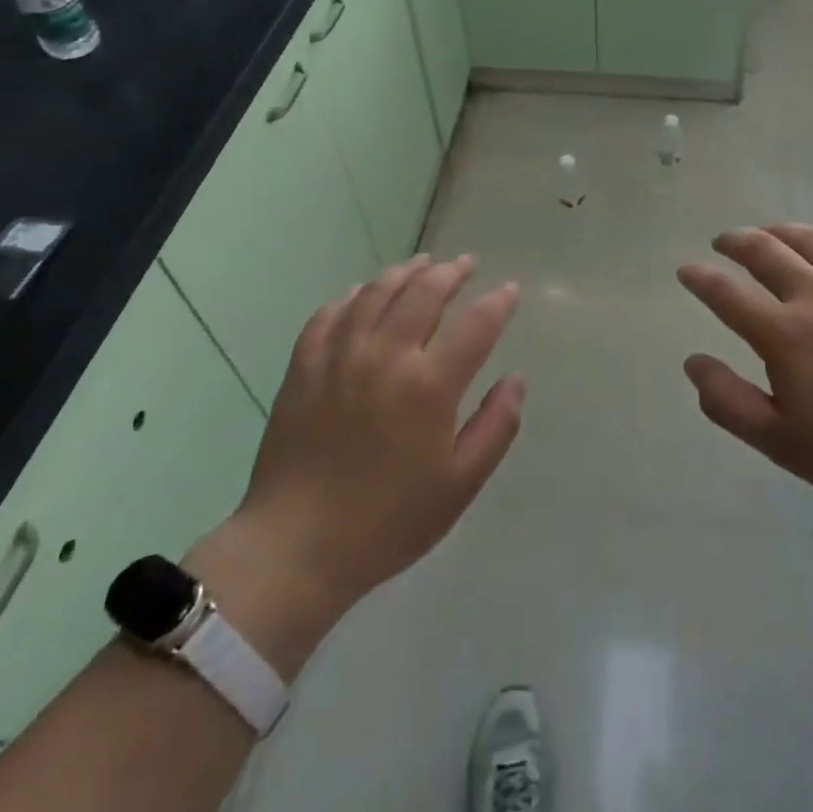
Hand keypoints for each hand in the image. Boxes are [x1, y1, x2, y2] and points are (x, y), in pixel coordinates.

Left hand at [188, 256, 522, 676]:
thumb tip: (515, 380)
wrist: (297, 547)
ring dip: (404, 272)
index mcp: (429, 386)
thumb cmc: (388, 521)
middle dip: (451, 273)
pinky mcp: (304, 366)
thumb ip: (496, 427)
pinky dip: (352, 296)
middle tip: (466, 264)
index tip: (510, 290)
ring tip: (422, 264)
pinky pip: (330, 313)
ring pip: (377, 292)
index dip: (498, 303)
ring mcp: (340, 356)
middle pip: (424, 293)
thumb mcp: (460, 485)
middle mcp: (386, 356)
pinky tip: (362, 294)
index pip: (476, 325)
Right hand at [678, 225, 812, 523]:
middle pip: (766, 251)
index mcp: (784, 335)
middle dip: (736, 241)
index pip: (726, 293)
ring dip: (779, 230)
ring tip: (766, 232)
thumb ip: (729, 401)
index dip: (700, 278)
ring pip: (811, 240)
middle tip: (723, 242)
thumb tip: (693, 362)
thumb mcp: (782, 442)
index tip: (686, 269)